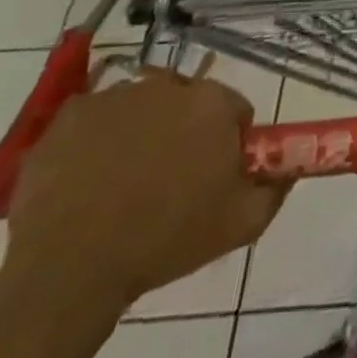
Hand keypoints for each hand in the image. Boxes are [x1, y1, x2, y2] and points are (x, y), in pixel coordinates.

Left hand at [3, 70, 290, 317]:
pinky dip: (94, 142)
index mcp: (213, 104)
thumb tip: (288, 169)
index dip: (226, 143)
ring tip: (120, 186)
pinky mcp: (69, 116)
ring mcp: (114, 97)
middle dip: (182, 132)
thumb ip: (275, 188)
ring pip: (139, 109)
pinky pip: (93, 120)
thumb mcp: (241, 224)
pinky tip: (86, 181)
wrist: (69, 271)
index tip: (211, 176)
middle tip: (167, 181)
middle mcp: (168, 86)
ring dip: (139, 134)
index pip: (233, 110)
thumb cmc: (164, 241)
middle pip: (186, 103)